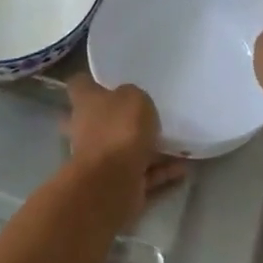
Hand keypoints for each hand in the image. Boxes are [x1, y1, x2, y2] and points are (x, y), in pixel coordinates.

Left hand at [63, 76, 187, 192]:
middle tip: (148, 112)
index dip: (92, 80)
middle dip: (120, 118)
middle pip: (100, 119)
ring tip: (178, 144)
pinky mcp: (116, 183)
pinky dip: (160, 172)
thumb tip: (130, 100)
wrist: (111, 182)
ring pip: (125, 149)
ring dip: (149, 149)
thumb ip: (134, 95)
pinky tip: (183, 169)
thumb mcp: (134, 98)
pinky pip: (142, 174)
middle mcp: (87, 129)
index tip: (109, 79)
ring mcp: (100, 159)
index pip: (80, 84)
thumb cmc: (119, 129)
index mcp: (85, 102)